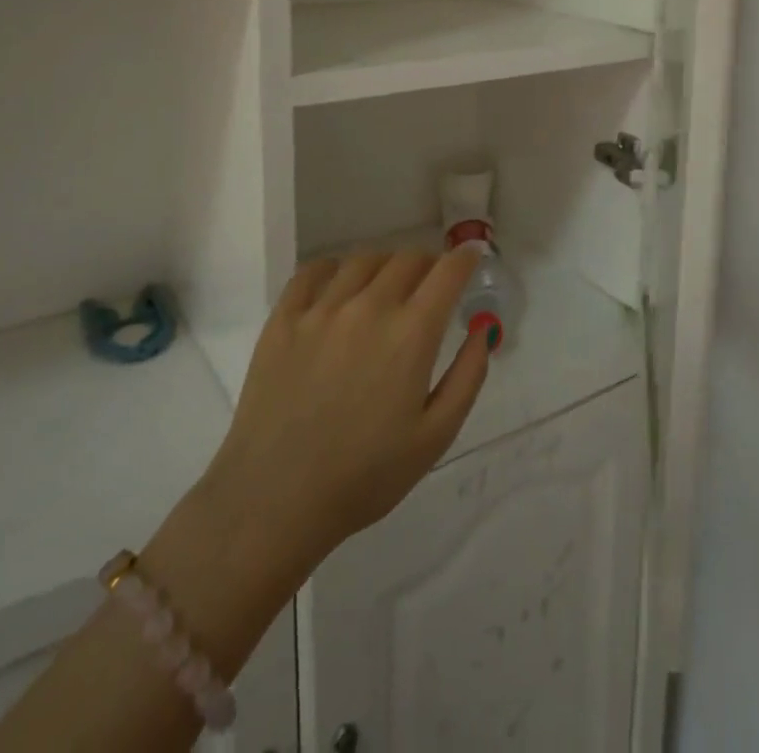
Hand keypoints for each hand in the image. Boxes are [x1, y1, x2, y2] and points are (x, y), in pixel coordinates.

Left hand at [201, 246, 490, 579]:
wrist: (275, 501)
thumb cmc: (365, 476)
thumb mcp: (435, 436)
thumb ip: (468, 376)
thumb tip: (483, 328)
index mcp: (410, 334)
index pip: (446, 272)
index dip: (465, 258)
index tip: (471, 257)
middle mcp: (368, 307)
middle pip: (407, 259)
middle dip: (428, 264)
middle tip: (431, 284)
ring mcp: (321, 309)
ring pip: (363, 260)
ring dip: (386, 265)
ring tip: (386, 286)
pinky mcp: (283, 319)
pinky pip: (313, 271)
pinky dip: (335, 268)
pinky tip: (339, 285)